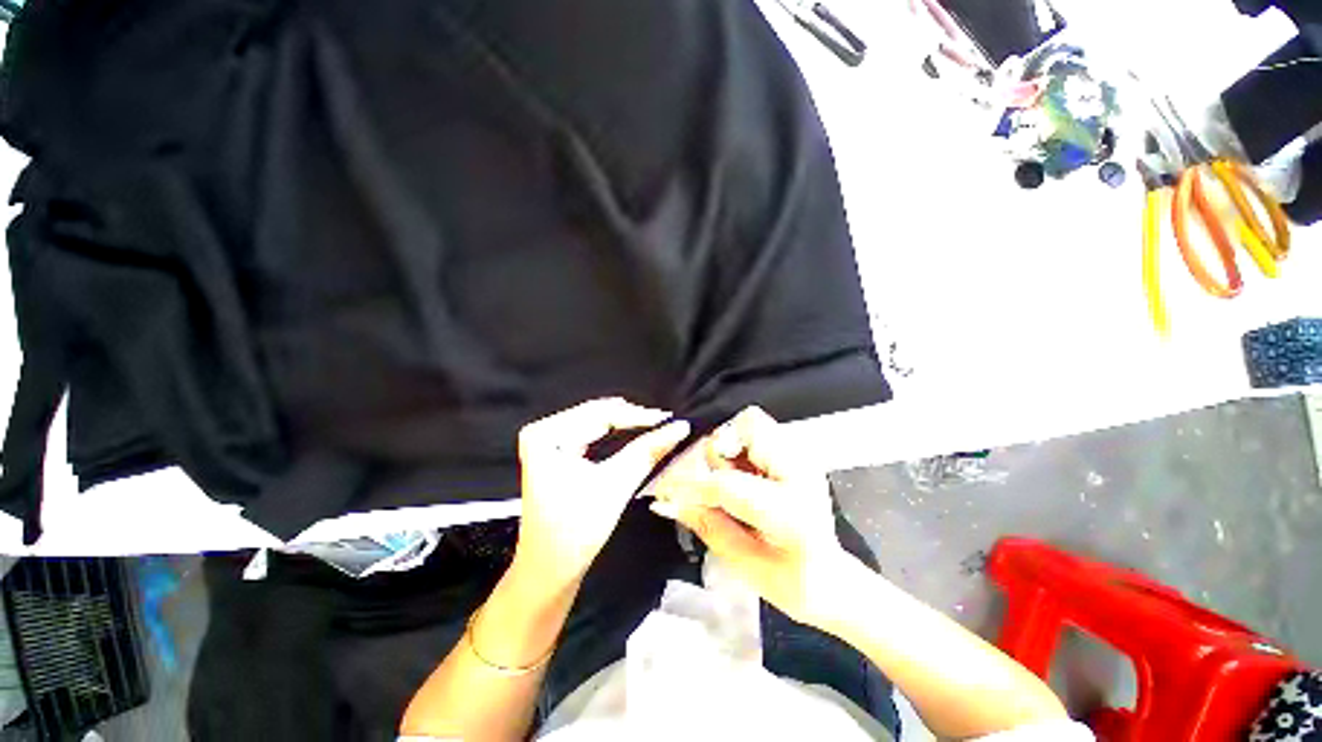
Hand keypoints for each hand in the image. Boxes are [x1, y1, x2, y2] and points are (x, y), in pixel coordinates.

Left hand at [513, 398, 689, 590]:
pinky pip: (593, 434)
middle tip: (667, 424)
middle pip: (598, 415)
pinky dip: (618, 436)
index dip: (638, 416)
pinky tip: (638, 436)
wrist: (550, 571)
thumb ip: (647, 451)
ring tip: (658, 428)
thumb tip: (679, 426)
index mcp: (546, 434)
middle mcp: (544, 430)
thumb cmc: (576, 531)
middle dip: (634, 420)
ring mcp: (549, 440)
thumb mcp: (615, 485)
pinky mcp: (558, 451)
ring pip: (598, 423)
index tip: (669, 419)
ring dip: (628, 427)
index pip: (600, 413)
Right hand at [650, 407, 851, 626]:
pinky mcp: (798, 453)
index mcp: (790, 512)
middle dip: (718, 452)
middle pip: (747, 428)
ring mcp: (803, 458)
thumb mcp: (743, 562)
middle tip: (712, 484)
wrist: (831, 578)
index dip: (692, 485)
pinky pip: (759, 431)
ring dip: (730, 446)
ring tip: (732, 479)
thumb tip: (668, 501)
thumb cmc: (791, 581)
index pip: (727, 483)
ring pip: (753, 422)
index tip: (668, 491)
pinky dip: (741, 445)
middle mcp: (801, 472)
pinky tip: (745, 474)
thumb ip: (706, 524)